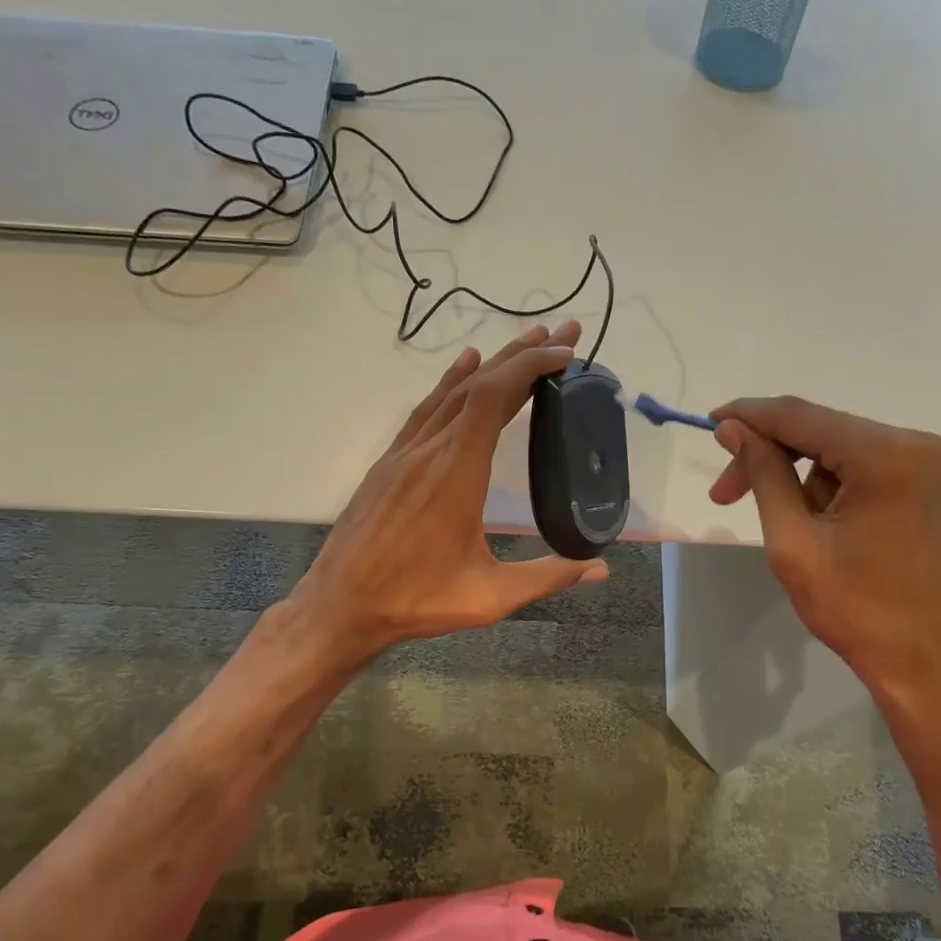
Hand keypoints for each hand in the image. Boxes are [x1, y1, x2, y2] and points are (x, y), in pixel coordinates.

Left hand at [286, 323, 608, 665]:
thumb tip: (601, 570)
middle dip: (522, 354)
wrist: (339, 607)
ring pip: (450, 392)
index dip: (530, 366)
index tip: (565, 353)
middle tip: (561, 333)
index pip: (493, 397)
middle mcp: (429, 450)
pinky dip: (451, 383)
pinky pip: (425, 410)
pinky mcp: (388, 463)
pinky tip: (463, 369)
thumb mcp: (490, 597)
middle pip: (477, 384)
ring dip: (490, 363)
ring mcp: (404, 453)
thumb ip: (549, 577)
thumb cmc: (416, 602)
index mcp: (457, 473)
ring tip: (524, 342)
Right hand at [709, 396, 940, 711]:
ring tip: (805, 534)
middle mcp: (928, 448)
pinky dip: (851, 488)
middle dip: (778, 459)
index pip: (803, 416)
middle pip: (831, 433)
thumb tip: (734, 428)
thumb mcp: (794, 542)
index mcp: (890, 456)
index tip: (712, 422)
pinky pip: (887, 472)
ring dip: (816, 482)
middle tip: (728, 495)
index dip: (751, 416)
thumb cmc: (857, 611)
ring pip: (856, 454)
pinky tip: (839, 527)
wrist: (932, 671)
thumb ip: (764, 475)